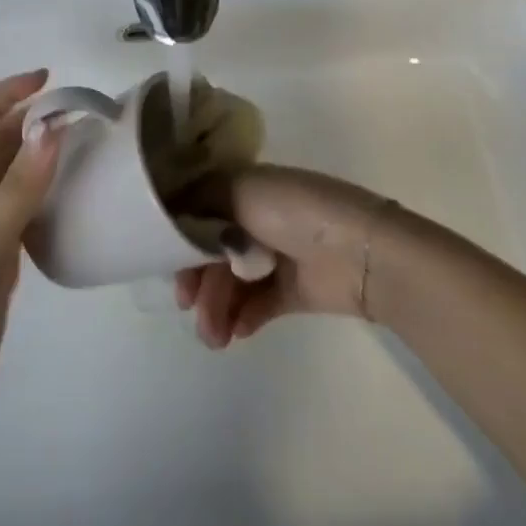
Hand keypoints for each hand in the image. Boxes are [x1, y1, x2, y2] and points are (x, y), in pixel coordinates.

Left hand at [0, 70, 61, 412]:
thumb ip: (19, 188)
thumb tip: (52, 128)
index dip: (4, 94)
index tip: (45, 79)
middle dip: (29, 117)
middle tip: (76, 110)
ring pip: (12, 174)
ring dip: (39, 151)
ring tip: (81, 142)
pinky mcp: (1, 255)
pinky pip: (25, 207)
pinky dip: (46, 189)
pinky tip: (72, 195)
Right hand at [174, 164, 396, 348]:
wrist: (358, 251)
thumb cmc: (294, 212)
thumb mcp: (240, 190)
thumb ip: (199, 202)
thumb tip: (173, 217)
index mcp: (244, 190)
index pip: (198, 214)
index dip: (179, 239)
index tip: (167, 265)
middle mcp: (255, 219)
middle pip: (210, 253)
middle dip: (197, 282)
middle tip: (189, 307)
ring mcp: (274, 256)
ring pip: (231, 283)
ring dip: (216, 308)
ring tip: (215, 336)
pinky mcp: (292, 290)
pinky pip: (257, 304)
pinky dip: (243, 316)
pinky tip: (237, 331)